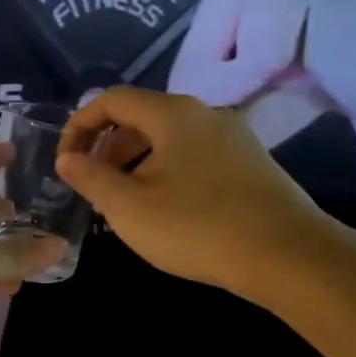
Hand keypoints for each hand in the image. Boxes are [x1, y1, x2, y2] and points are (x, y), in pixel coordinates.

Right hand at [55, 88, 334, 296]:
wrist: (288, 257)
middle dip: (108, 148)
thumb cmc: (197, 227)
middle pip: (142, 117)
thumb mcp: (129, 207)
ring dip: (137, 164)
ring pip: (170, 139)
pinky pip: (195, 156)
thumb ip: (91, 177)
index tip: (66, 162)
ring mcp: (234, 138)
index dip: (80, 125)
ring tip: (127, 204)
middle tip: (94, 187)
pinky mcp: (252, 164)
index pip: (112, 99)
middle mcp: (206, 114)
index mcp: (172, 114)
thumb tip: (68, 158)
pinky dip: (168, 172)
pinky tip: (168, 211)